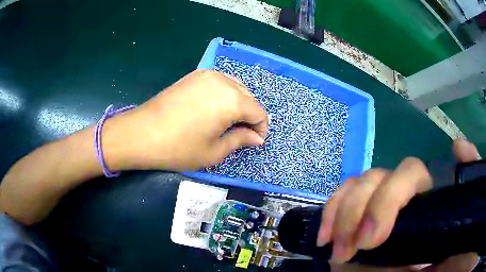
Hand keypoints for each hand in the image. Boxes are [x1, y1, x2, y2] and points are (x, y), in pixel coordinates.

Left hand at [104, 70, 267, 170]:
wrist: (141, 133)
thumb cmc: (179, 148)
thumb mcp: (214, 151)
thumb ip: (240, 140)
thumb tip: (256, 138)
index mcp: (232, 100)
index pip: (259, 112)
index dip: (261, 128)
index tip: (254, 141)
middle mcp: (223, 81)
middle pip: (249, 97)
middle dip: (250, 116)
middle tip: (241, 134)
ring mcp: (207, 75)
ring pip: (235, 87)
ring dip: (238, 104)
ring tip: (228, 122)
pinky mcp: (194, 75)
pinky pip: (220, 82)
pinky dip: (225, 94)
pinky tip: (214, 108)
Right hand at [318, 138, 480, 271]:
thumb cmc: (443, 259)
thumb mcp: (462, 229)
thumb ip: (466, 191)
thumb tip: (458, 147)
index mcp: (426, 196)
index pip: (408, 175)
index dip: (388, 199)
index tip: (371, 239)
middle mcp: (402, 197)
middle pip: (377, 178)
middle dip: (358, 211)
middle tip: (347, 251)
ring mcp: (378, 207)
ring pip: (356, 188)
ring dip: (341, 214)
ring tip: (335, 249)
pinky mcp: (359, 221)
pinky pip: (340, 203)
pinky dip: (330, 213)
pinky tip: (325, 235)